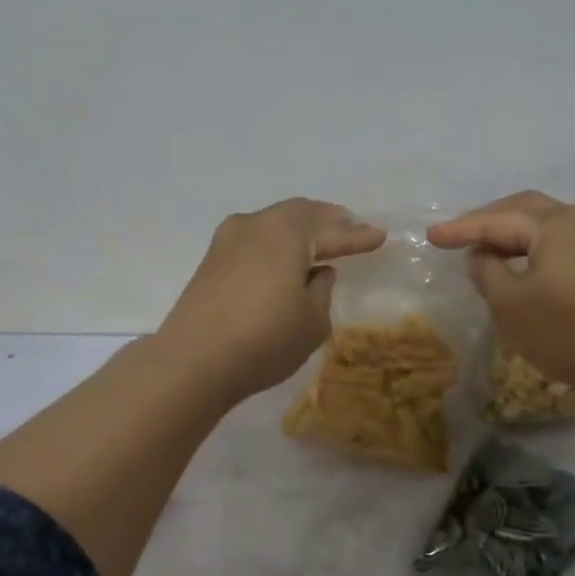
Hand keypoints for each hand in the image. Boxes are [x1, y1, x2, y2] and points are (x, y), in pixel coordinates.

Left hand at [158, 199, 385, 403]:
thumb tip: (316, 271)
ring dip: (301, 229)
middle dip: (329, 220)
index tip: (380, 236)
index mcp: (288, 232)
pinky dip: (278, 242)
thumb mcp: (312, 320)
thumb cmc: (265, 339)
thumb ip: (322, 289)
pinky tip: (287, 257)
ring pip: (275, 223)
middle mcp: (257, 224)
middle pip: (301, 214)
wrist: (194, 360)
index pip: (332, 231)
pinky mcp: (212, 260)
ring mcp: (229, 240)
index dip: (358, 236)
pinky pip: (257, 239)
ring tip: (322, 238)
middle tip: (352, 226)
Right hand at [426, 191, 574, 395]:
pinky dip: (532, 249)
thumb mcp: (509, 303)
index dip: (461, 229)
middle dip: (488, 220)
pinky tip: (519, 266)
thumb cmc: (564, 330)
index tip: (431, 236)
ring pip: (545, 226)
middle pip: (524, 210)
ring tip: (484, 250)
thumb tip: (482, 256)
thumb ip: (487, 272)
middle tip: (457, 235)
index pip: (497, 220)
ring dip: (512, 234)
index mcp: (555, 225)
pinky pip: (560, 245)